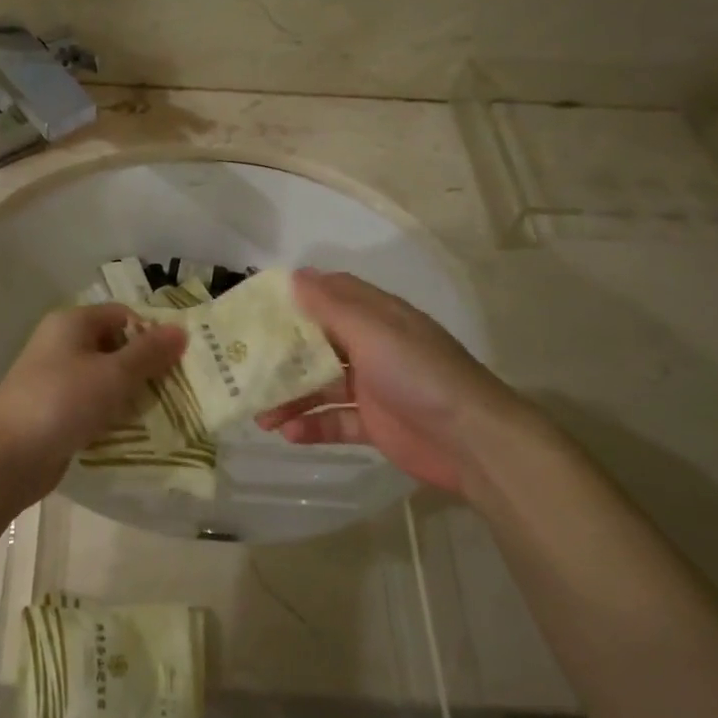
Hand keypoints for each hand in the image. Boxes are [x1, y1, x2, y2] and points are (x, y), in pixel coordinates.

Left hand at [0, 304, 186, 498]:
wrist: (6, 456)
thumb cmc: (62, 402)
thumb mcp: (113, 374)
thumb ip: (149, 353)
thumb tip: (181, 329)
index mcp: (72, 323)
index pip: (122, 315)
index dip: (151, 332)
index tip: (179, 359)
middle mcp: (61, 345)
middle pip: (114, 346)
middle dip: (145, 366)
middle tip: (178, 388)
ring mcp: (55, 379)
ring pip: (104, 379)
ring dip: (131, 394)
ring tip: (164, 413)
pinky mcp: (54, 411)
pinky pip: (91, 405)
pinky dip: (111, 414)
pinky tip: (134, 433)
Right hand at [257, 269, 543, 497]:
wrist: (474, 442)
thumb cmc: (420, 375)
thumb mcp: (373, 332)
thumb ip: (331, 306)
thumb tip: (295, 275)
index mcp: (376, 317)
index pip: (330, 295)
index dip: (295, 297)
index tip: (256, 307)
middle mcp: (372, 347)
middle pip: (318, 344)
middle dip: (283, 355)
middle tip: (244, 366)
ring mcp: (373, 387)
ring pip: (321, 385)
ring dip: (291, 397)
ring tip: (260, 415)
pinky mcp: (375, 424)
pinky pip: (335, 421)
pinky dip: (312, 426)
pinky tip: (288, 434)